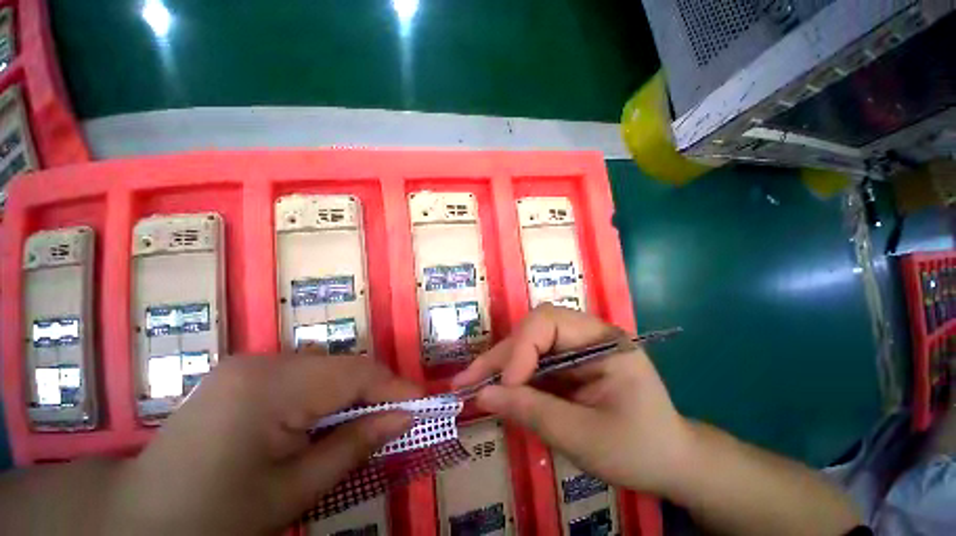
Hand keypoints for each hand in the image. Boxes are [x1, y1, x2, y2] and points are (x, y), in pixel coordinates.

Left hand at [105, 355, 420, 535]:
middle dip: (375, 389)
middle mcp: (263, 361)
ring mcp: (249, 364)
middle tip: (398, 414)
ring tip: (367, 417)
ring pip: (325, 367)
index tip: (422, 401)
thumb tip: (404, 417)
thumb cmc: (214, 518)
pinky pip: (303, 373)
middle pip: (341, 366)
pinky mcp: (243, 374)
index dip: (394, 385)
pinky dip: (326, 392)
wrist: (139, 520)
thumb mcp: (292, 491)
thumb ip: (354, 445)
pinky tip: (325, 417)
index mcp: (271, 385)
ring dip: (351, 391)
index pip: (355, 373)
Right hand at [452, 304, 690, 495]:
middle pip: (533, 329)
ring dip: (500, 364)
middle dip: (502, 355)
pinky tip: (494, 387)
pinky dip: (511, 375)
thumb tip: (483, 395)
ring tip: (471, 382)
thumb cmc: (639, 449)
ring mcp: (574, 348)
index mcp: (602, 340)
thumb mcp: (587, 438)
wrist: (669, 461)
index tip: (507, 386)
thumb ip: (534, 413)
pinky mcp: (566, 363)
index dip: (521, 349)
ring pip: (527, 343)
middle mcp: (585, 334)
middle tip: (468, 381)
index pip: (549, 322)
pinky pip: (531, 361)